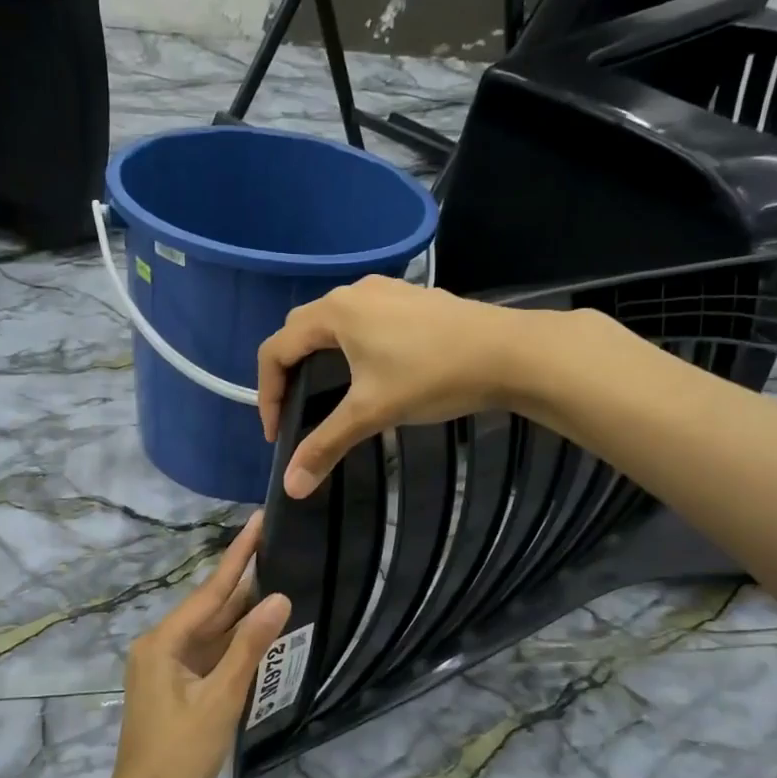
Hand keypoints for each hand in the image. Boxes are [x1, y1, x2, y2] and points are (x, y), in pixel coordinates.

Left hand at [94, 513, 291, 777]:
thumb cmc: (178, 759)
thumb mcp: (218, 701)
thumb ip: (249, 648)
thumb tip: (279, 599)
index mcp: (162, 643)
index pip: (210, 591)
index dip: (238, 556)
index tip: (258, 522)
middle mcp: (163, 648)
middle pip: (211, 607)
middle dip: (244, 578)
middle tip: (278, 544)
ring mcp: (171, 670)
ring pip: (214, 632)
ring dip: (244, 611)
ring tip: (279, 576)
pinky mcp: (182, 691)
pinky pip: (214, 656)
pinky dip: (238, 643)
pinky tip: (263, 629)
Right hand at [256, 276, 526, 497]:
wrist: (509, 352)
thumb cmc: (432, 376)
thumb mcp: (372, 412)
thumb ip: (326, 445)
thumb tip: (290, 487)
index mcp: (334, 314)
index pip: (276, 349)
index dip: (267, 393)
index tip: (277, 433)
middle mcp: (353, 292)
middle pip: (300, 330)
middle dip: (288, 372)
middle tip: (295, 412)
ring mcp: (386, 290)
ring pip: (333, 321)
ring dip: (318, 356)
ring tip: (326, 393)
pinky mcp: (412, 299)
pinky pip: (363, 318)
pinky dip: (349, 345)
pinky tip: (372, 370)